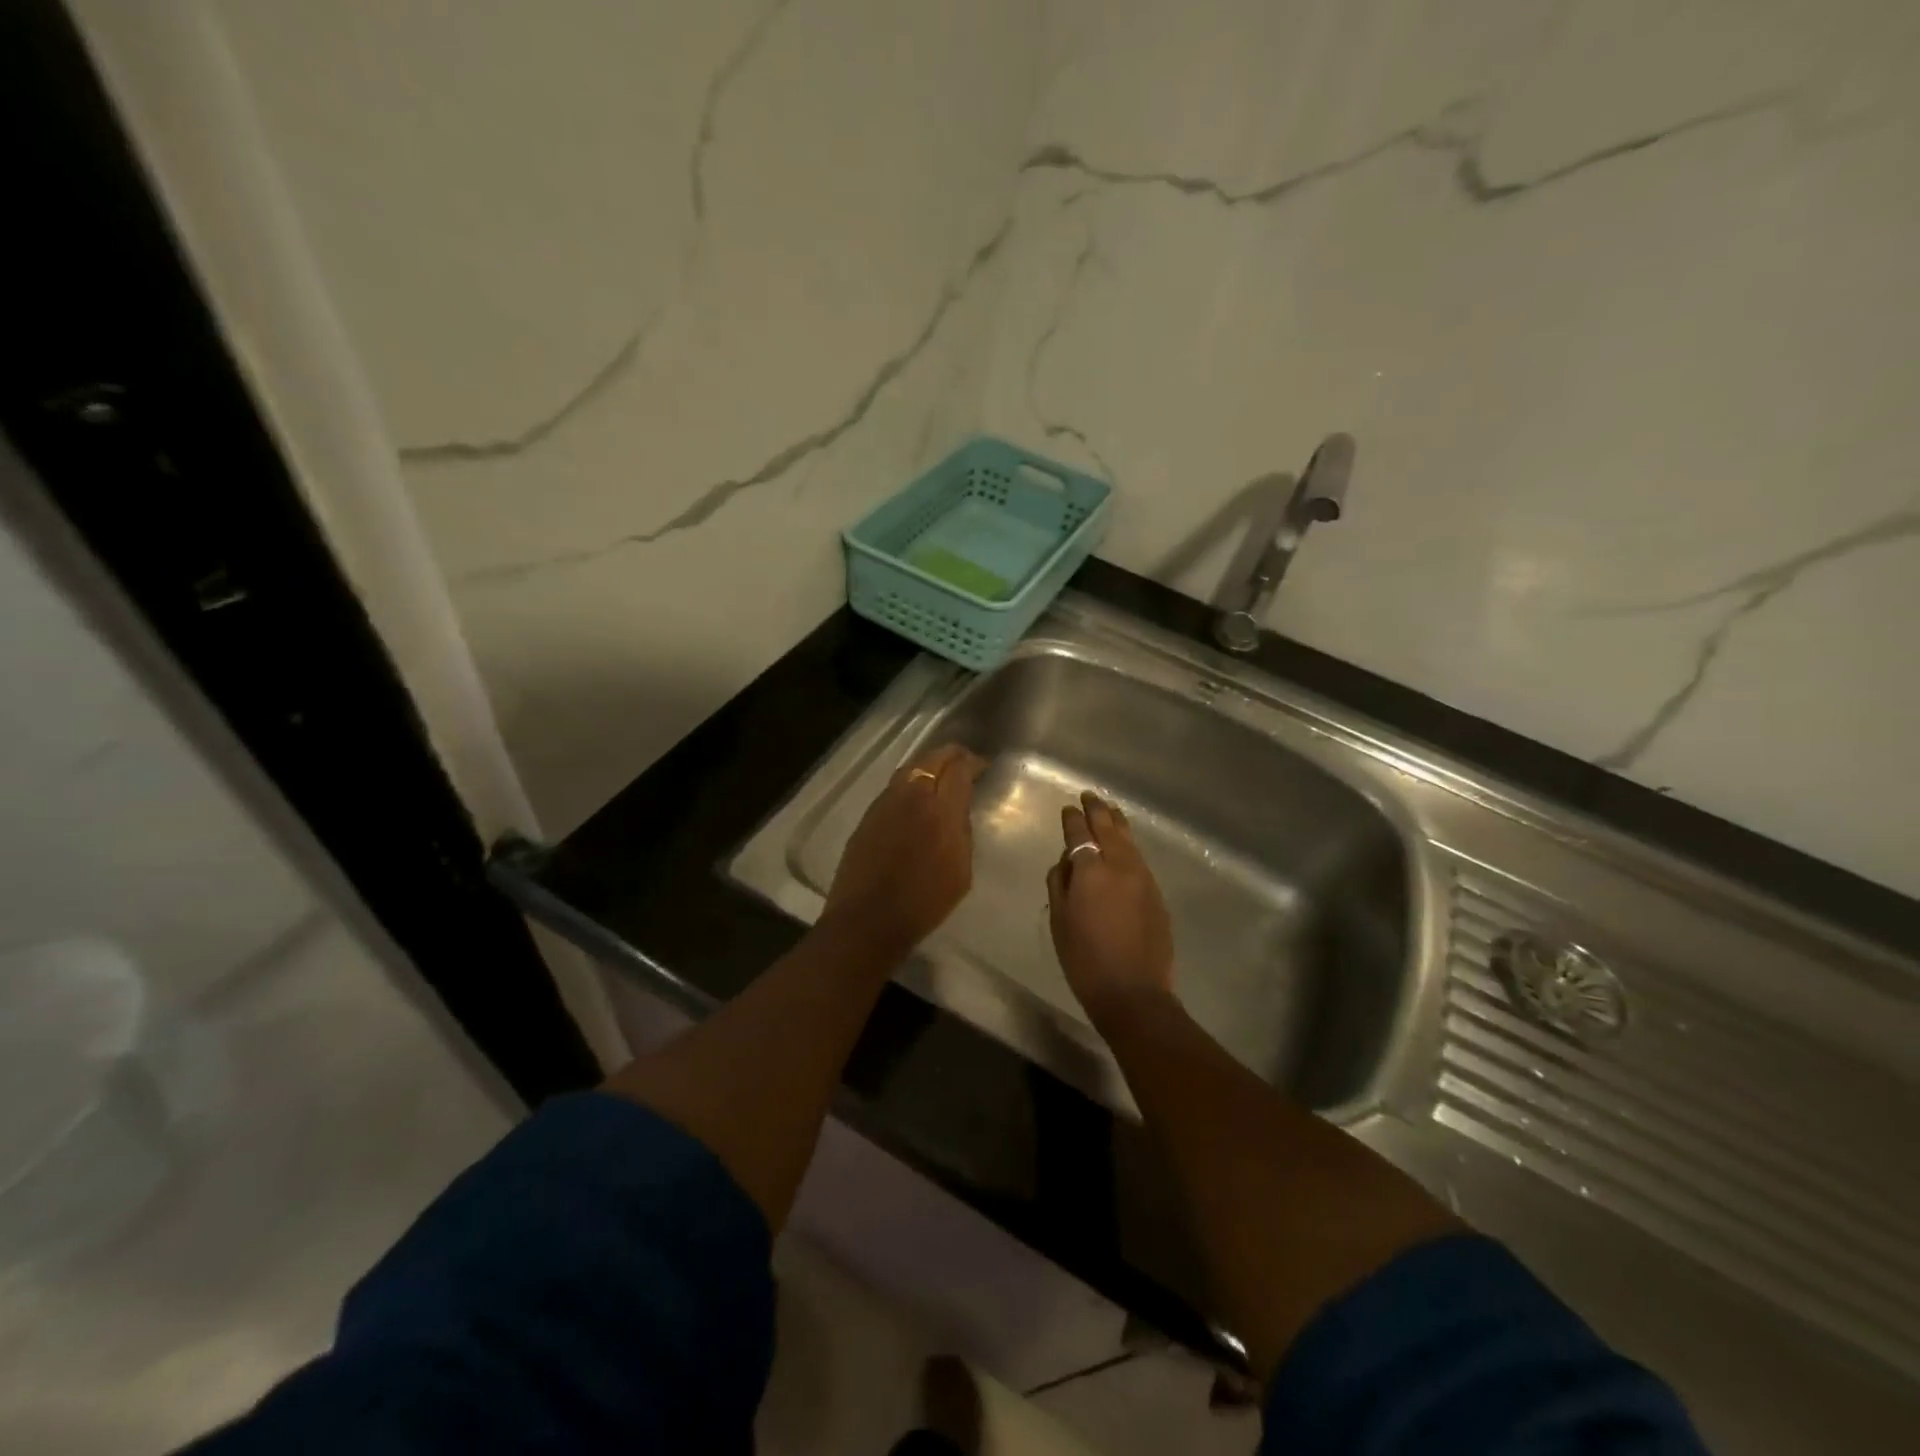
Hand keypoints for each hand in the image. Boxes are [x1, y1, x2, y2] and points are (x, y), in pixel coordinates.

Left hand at [821, 743, 986, 959]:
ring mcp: (885, 802)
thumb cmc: (923, 903)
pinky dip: (910, 782)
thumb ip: (962, 832)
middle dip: (951, 755)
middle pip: (932, 758)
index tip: (982, 766)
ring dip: (928, 764)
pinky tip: (915, 795)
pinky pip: (894, 787)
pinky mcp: (868, 814)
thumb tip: (959, 810)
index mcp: (940, 811)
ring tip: (940, 772)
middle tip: (964, 760)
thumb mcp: (961, 871)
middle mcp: (911, 796)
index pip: (959, 769)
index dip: (973, 762)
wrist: (868, 919)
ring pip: (910, 768)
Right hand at [1046, 791, 1174, 1023]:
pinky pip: (1139, 858)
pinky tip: (1125, 845)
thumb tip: (1066, 862)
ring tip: (1109, 810)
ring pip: (1129, 839)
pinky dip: (1129, 844)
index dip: (1072, 818)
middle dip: (1097, 809)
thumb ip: (1059, 883)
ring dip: (1117, 822)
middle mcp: (1120, 865)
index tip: (1067, 808)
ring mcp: (1143, 877)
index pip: (1080, 833)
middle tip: (1089, 796)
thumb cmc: (1085, 959)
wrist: (1133, 992)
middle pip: (1108, 827)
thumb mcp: (1059, 920)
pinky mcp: (1157, 892)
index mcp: (1091, 870)